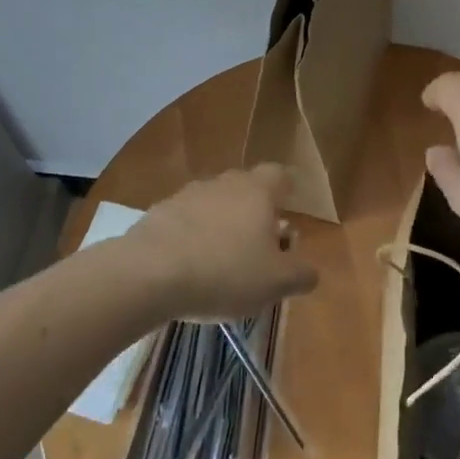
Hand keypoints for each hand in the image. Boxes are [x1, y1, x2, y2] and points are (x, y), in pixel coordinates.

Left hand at [130, 166, 316, 319]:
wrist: (148, 273)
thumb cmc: (224, 273)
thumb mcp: (275, 283)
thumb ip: (300, 275)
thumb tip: (310, 271)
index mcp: (258, 191)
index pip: (279, 175)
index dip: (287, 189)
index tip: (289, 208)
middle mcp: (224, 183)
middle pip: (246, 187)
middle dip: (255, 210)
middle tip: (259, 243)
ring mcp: (188, 194)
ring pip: (214, 202)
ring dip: (221, 223)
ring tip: (222, 258)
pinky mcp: (158, 212)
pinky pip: (185, 219)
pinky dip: (192, 235)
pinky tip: (189, 265)